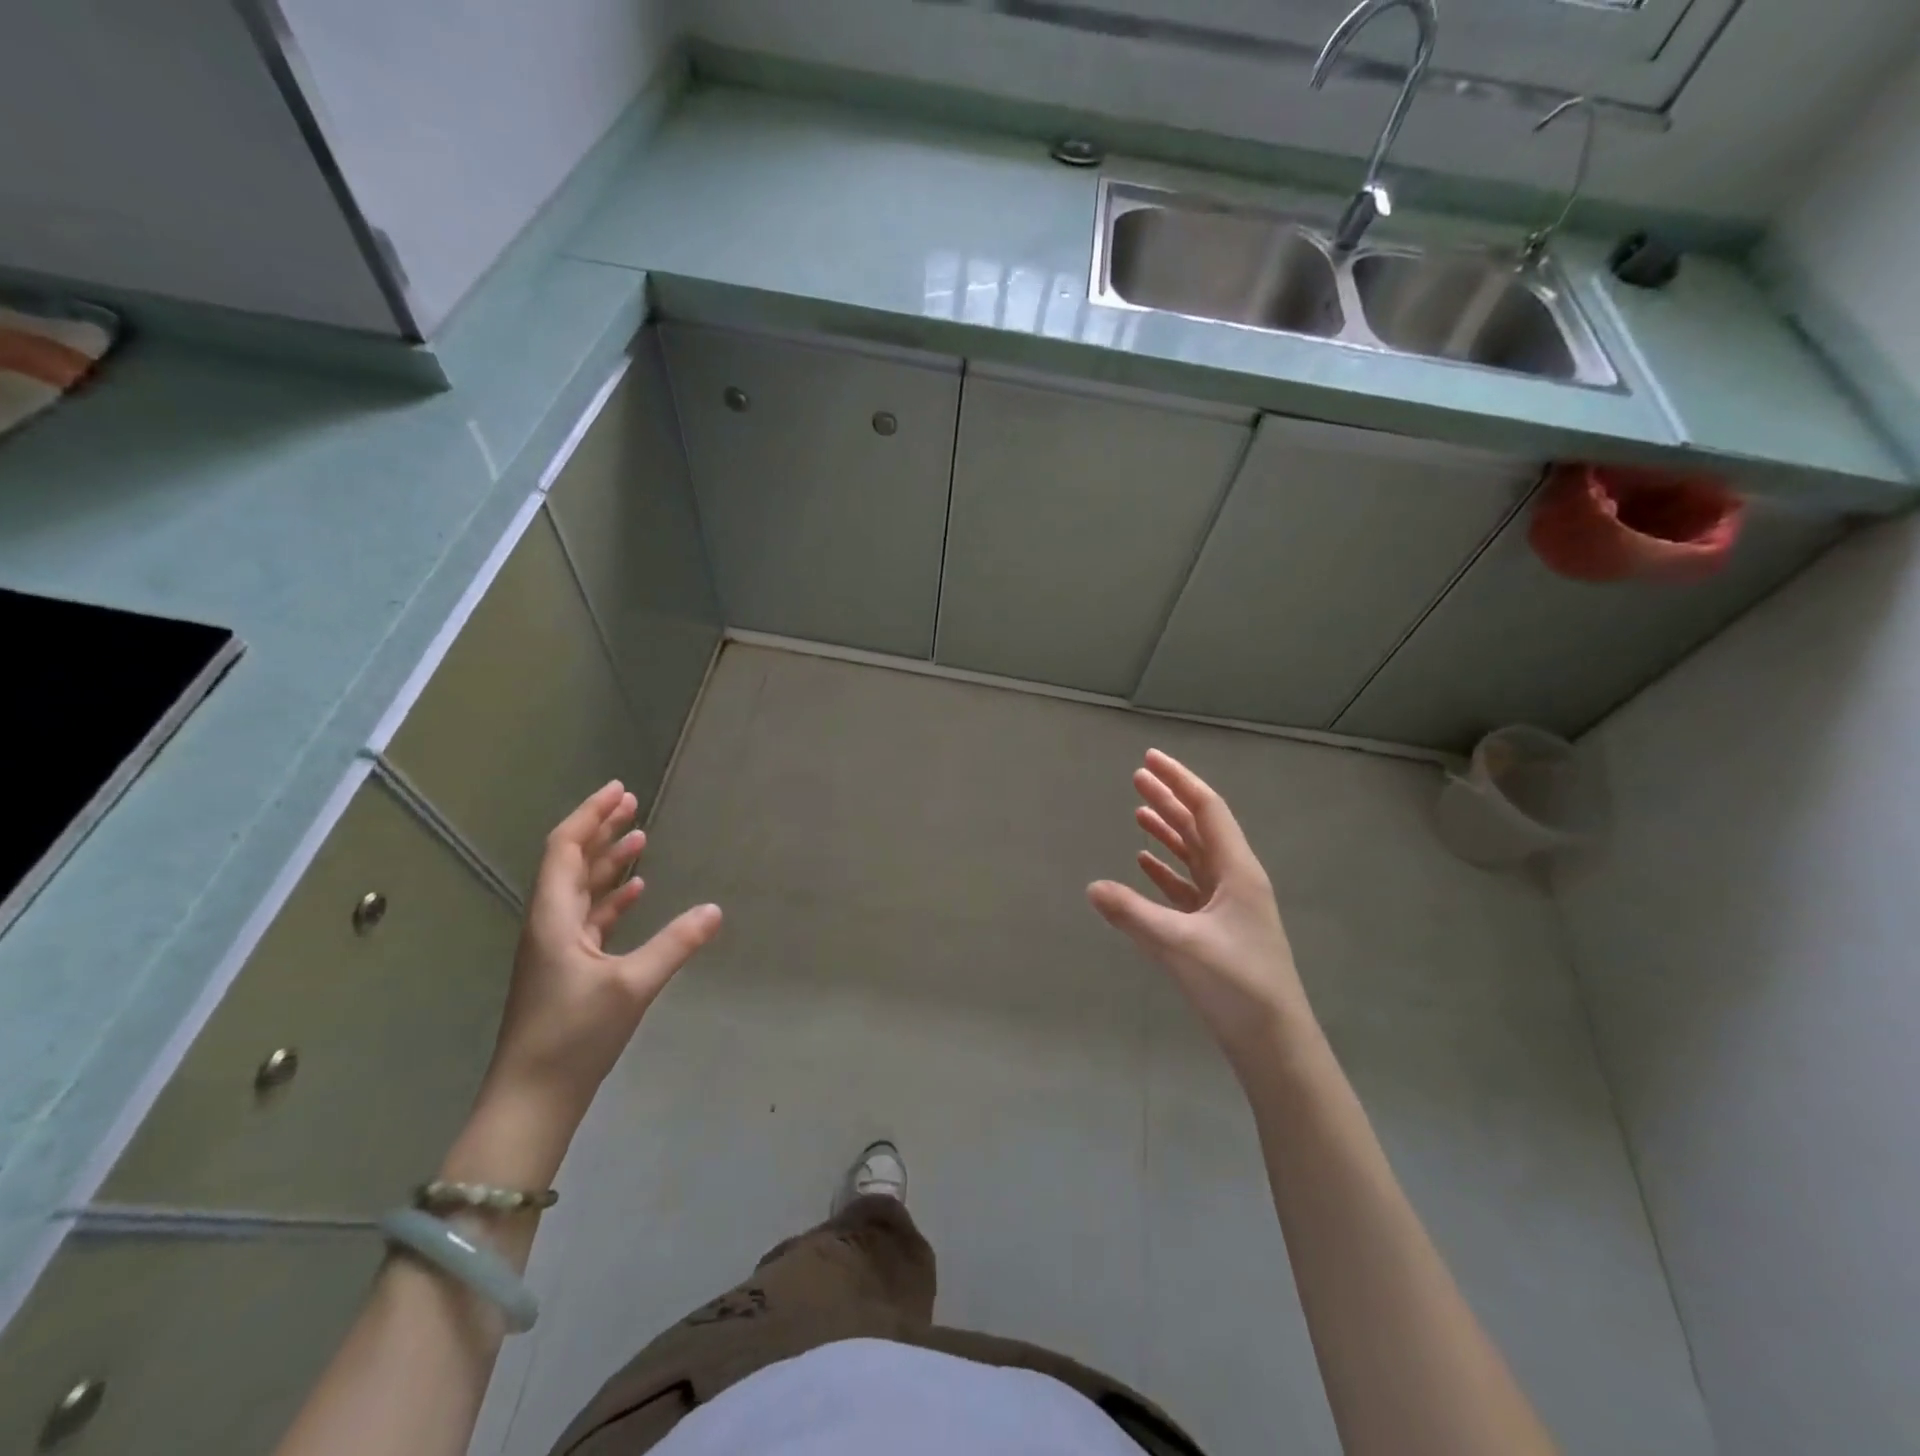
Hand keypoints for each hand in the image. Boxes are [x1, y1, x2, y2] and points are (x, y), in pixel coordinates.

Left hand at [480, 781, 721, 1129]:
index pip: (565, 849)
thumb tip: (715, 911)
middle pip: (572, 863)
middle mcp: (549, 924)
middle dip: (601, 830)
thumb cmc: (574, 1036)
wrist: (531, 1100)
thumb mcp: (632, 986)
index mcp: (553, 918)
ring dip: (609, 862)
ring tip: (639, 838)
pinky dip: (612, 899)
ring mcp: (555, 949)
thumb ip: (675, 945)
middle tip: (633, 803)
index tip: (620, 790)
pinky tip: (636, 892)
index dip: (590, 815)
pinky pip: (590, 918)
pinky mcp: (566, 970)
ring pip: (582, 890)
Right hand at [1088, 749, 1311, 1073]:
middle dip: (1169, 799)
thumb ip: (1133, 914)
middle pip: (1199, 827)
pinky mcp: (1217, 928)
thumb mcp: (1179, 945)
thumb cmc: (1235, 984)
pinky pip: (1188, 886)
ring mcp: (1228, 905)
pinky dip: (1166, 870)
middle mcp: (1235, 879)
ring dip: (1167, 832)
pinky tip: (1145, 863)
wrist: (1273, 1041)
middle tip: (1137, 777)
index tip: (1150, 758)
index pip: (1207, 809)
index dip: (1179, 780)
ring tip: (1137, 813)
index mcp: (1237, 871)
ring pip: (1194, 855)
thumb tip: (1092, 887)